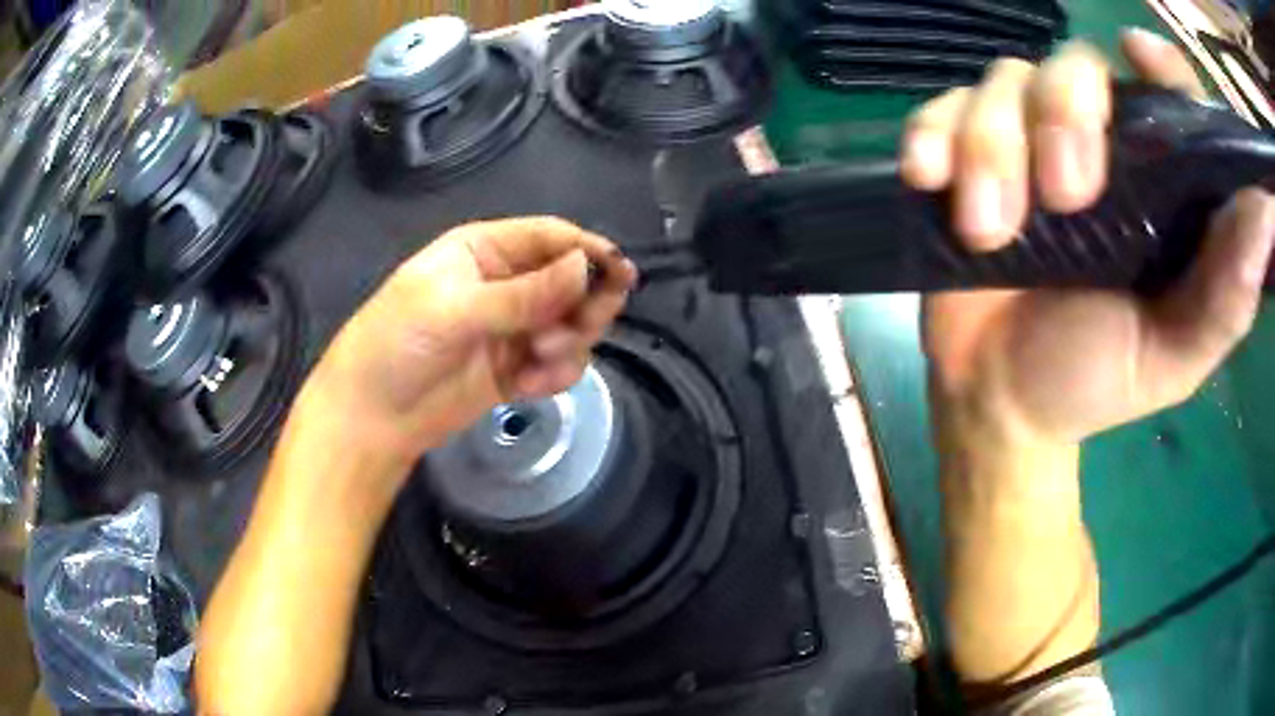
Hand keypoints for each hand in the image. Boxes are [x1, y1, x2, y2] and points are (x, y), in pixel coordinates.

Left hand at [303, 217, 636, 465]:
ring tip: (542, 359)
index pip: (548, 237)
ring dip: (569, 340)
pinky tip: (529, 387)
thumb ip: (522, 294)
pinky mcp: (515, 369)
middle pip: (569, 279)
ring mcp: (511, 328)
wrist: (372, 418)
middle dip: (584, 302)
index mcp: (483, 251)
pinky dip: (554, 374)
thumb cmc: (397, 345)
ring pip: (570, 322)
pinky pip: (557, 363)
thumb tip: (585, 267)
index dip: (586, 250)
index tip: (620, 273)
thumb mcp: (454, 311)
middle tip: (584, 325)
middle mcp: (503, 283)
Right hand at [900, 30, 1274, 445]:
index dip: (1158, 63)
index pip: (1165, 91)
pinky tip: (930, 181)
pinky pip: (939, 111)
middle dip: (1064, 113)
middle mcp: (1094, 145)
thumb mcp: (1177, 354)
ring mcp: (1022, 145)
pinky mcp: (961, 158)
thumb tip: (1267, 210)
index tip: (1140, 54)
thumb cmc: (1096, 379)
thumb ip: (1230, 291)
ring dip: (992, 145)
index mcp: (1154, 184)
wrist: (1003, 404)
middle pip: (1074, 65)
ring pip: (1002, 82)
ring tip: (990, 230)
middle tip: (1065, 195)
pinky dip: (933, 136)